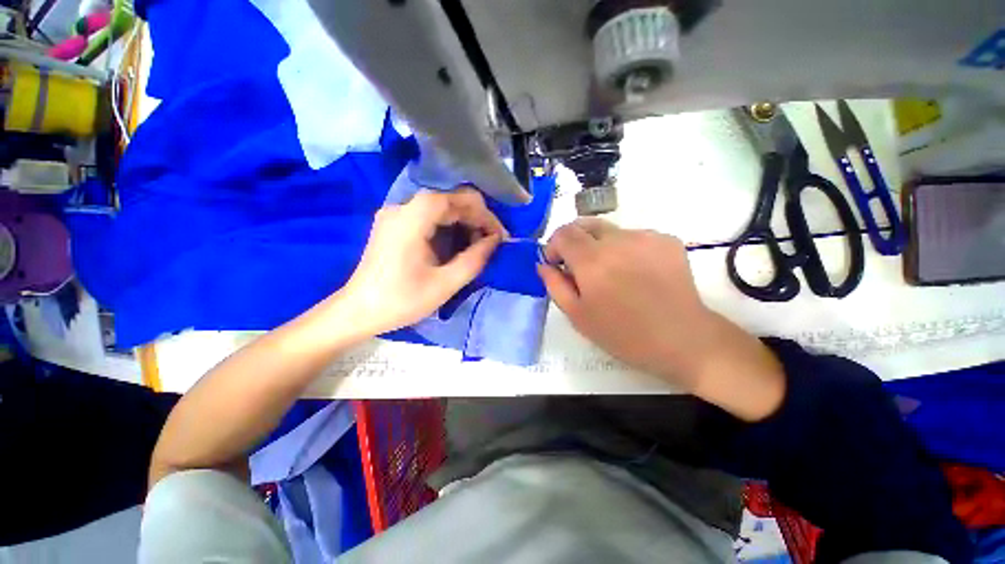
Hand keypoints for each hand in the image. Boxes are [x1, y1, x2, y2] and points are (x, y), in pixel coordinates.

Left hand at [332, 188, 507, 336]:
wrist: (358, 311)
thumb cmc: (401, 300)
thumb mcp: (445, 284)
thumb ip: (475, 259)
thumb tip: (496, 240)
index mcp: (413, 218)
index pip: (458, 199)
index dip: (484, 215)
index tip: (499, 237)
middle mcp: (403, 207)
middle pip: (450, 199)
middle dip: (476, 218)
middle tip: (491, 243)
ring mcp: (396, 214)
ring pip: (441, 207)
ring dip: (463, 222)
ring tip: (478, 246)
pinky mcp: (394, 224)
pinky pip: (429, 216)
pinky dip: (448, 226)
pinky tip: (457, 244)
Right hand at [538, 218, 784, 419]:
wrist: (683, 339)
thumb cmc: (623, 334)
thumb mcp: (578, 315)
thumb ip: (555, 285)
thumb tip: (543, 264)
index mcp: (592, 261)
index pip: (563, 233)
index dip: (554, 245)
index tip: (557, 264)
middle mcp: (618, 240)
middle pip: (584, 224)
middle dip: (573, 241)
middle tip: (579, 266)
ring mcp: (645, 236)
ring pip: (609, 230)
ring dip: (599, 245)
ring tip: (610, 273)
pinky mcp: (666, 239)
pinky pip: (633, 236)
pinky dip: (624, 248)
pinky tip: (635, 272)